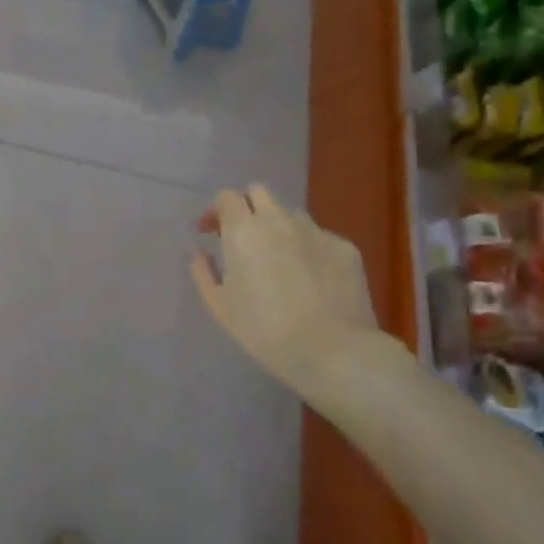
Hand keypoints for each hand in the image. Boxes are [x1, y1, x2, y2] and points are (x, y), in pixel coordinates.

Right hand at [190, 185, 381, 399]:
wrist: (332, 351)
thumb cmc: (264, 331)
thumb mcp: (220, 306)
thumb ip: (203, 271)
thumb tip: (198, 251)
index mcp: (244, 231)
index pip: (227, 197)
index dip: (216, 211)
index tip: (209, 232)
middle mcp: (280, 221)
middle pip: (260, 192)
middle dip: (246, 207)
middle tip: (241, 237)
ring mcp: (316, 231)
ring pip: (291, 214)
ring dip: (277, 226)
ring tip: (277, 258)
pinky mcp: (345, 248)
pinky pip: (319, 237)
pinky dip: (307, 248)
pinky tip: (309, 278)